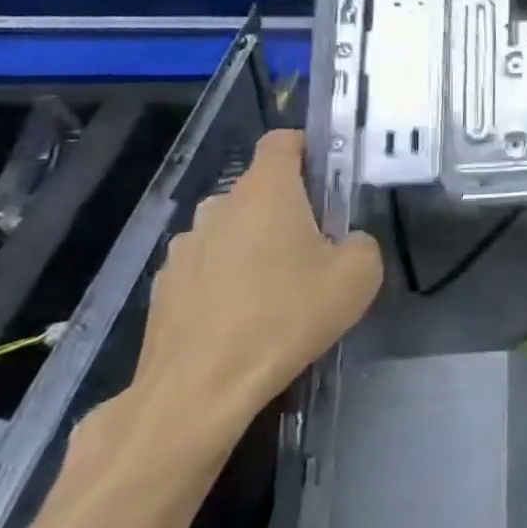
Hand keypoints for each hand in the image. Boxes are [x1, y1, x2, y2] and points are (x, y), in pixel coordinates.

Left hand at [98, 130, 381, 472]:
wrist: (202, 385)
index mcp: (267, 193)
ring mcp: (184, 248)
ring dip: (256, 244)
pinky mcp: (165, 287)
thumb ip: (362, 243)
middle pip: (258, 190)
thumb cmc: (289, 314)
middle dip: (289, 207)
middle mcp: (219, 209)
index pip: (282, 142)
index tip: (331, 174)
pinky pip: (208, 267)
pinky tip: (247, 315)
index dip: (309, 148)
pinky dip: (229, 279)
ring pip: (232, 230)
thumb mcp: (360, 274)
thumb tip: (346, 241)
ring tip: (281, 287)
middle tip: (319, 245)